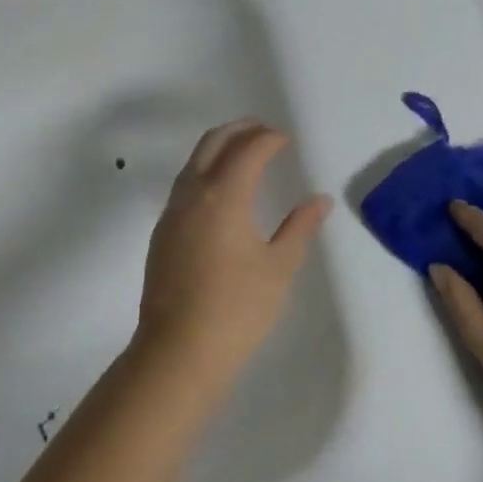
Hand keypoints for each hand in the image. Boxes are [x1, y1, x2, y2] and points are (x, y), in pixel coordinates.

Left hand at [134, 120, 332, 390]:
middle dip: (240, 130)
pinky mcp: (162, 231)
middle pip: (213, 142)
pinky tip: (220, 189)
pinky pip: (185, 183)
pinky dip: (204, 169)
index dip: (268, 138)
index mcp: (224, 195)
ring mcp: (172, 212)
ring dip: (219, 146)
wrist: (177, 352)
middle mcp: (193, 193)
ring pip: (194, 161)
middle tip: (264, 130)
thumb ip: (300, 228)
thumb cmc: (236, 310)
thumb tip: (320, 200)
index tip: (285, 138)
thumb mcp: (278, 268)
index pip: (248, 150)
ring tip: (243, 151)